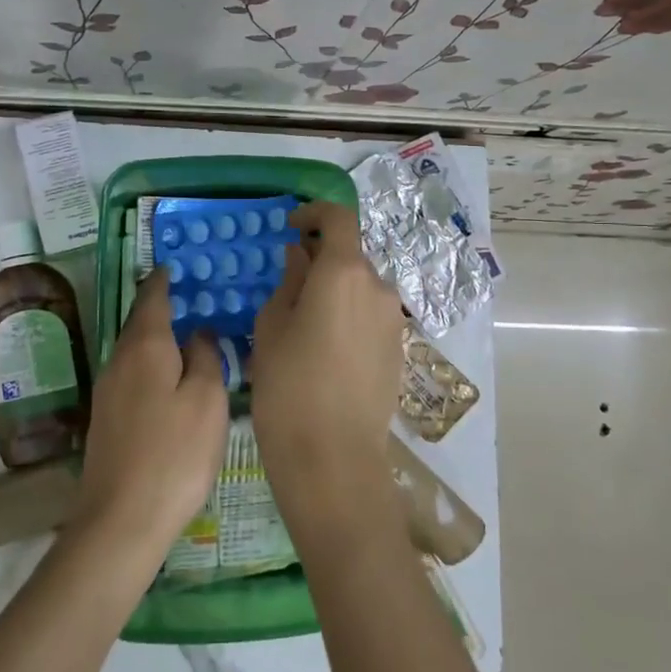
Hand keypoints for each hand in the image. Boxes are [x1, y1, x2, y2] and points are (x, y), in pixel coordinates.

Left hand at [75, 268, 227, 552]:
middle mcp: (119, 360)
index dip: (164, 279)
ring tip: (187, 336)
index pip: (152, 297)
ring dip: (158, 338)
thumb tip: (198, 332)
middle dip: (161, 307)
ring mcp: (107, 391)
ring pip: (135, 350)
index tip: (177, 266)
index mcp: (145, 347)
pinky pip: (132, 374)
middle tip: (192, 298)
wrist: (120, 521)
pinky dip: (152, 364)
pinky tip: (170, 379)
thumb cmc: (174, 455)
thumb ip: (205, 357)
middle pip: (140, 322)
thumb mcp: (207, 401)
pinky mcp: (106, 419)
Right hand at [250, 202, 404, 507]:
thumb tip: (300, 256)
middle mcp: (377, 286)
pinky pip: (370, 315)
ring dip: (334, 290)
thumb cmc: (288, 387)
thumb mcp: (271, 327)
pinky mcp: (399, 349)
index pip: (338, 217)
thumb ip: (288, 281)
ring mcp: (394, 319)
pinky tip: (325, 349)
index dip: (314, 213)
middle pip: (349, 255)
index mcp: (343, 272)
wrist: (333, 459)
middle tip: (286, 285)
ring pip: (360, 287)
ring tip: (303, 323)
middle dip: (320, 258)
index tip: (291, 227)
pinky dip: (349, 314)